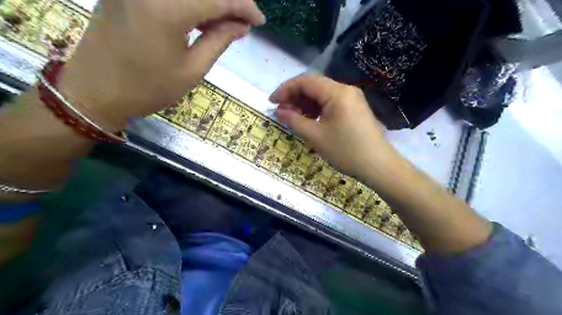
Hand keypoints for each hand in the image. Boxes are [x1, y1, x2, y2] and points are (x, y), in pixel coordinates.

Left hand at [60, 0, 266, 130]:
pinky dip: (191, 3)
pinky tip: (202, 18)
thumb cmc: (148, 88)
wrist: (95, 91)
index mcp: (167, 9)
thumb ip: (219, 41)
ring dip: (210, 2)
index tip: (259, 21)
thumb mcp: (192, 70)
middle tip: (244, 22)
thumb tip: (242, 25)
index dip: (243, 6)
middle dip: (229, 1)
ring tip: (226, 24)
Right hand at [269, 73, 396, 180]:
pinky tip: (308, 120)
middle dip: (294, 97)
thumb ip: (294, 120)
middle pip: (314, 86)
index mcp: (337, 92)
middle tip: (281, 112)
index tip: (272, 102)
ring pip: (322, 95)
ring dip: (305, 104)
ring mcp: (351, 99)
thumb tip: (279, 111)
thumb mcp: (316, 136)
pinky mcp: (354, 109)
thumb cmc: (345, 150)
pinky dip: (317, 110)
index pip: (305, 81)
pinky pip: (331, 103)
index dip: (285, 89)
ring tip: (292, 117)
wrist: (378, 166)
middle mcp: (345, 90)